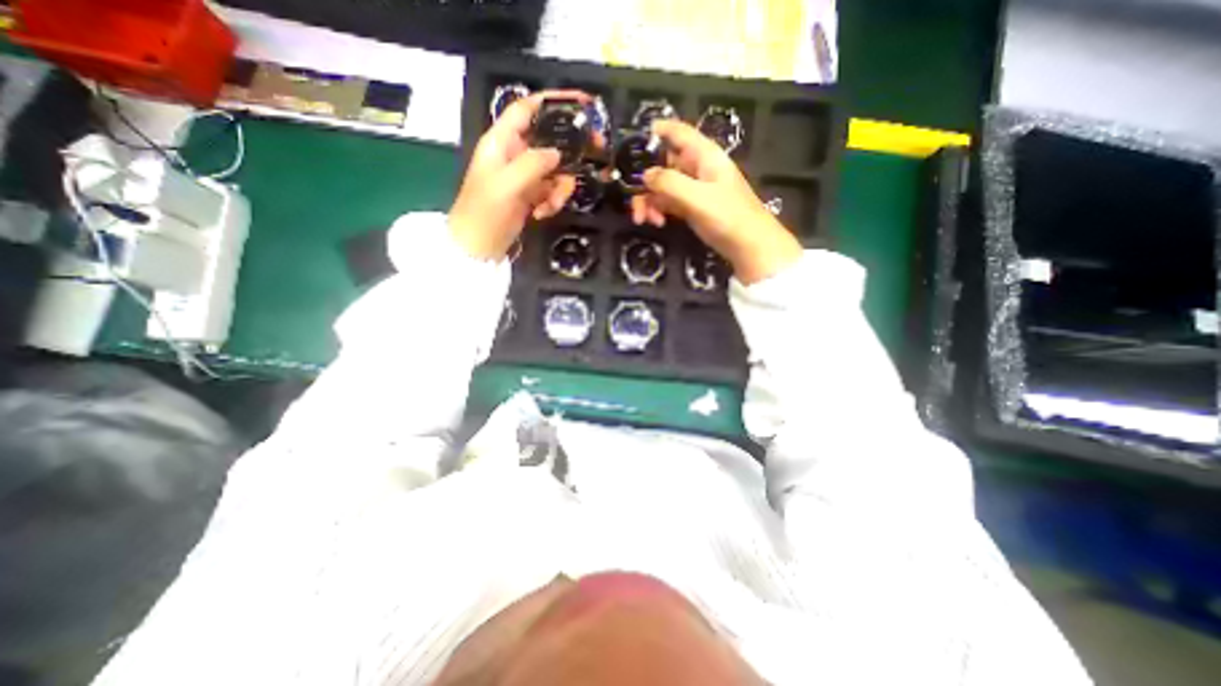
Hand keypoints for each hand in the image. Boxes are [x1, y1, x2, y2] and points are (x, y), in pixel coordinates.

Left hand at [448, 88, 585, 260]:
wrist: (478, 247)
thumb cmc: (484, 213)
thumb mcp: (506, 185)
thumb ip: (533, 164)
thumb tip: (558, 154)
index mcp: (501, 142)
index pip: (527, 110)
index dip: (552, 101)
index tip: (581, 102)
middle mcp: (515, 154)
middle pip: (549, 140)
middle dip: (569, 151)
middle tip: (595, 152)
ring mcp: (524, 176)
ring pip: (556, 170)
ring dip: (560, 188)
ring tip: (550, 205)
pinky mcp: (531, 196)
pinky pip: (552, 191)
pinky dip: (552, 202)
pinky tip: (542, 214)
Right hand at [636, 120, 807, 283]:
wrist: (748, 246)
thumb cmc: (728, 216)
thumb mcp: (697, 197)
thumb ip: (669, 183)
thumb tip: (645, 175)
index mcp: (703, 155)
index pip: (677, 132)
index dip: (656, 131)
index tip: (631, 141)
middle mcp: (696, 168)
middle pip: (662, 164)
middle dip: (644, 181)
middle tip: (632, 201)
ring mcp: (692, 189)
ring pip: (661, 186)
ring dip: (648, 201)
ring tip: (644, 220)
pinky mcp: (690, 207)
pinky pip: (667, 202)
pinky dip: (658, 210)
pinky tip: (656, 223)